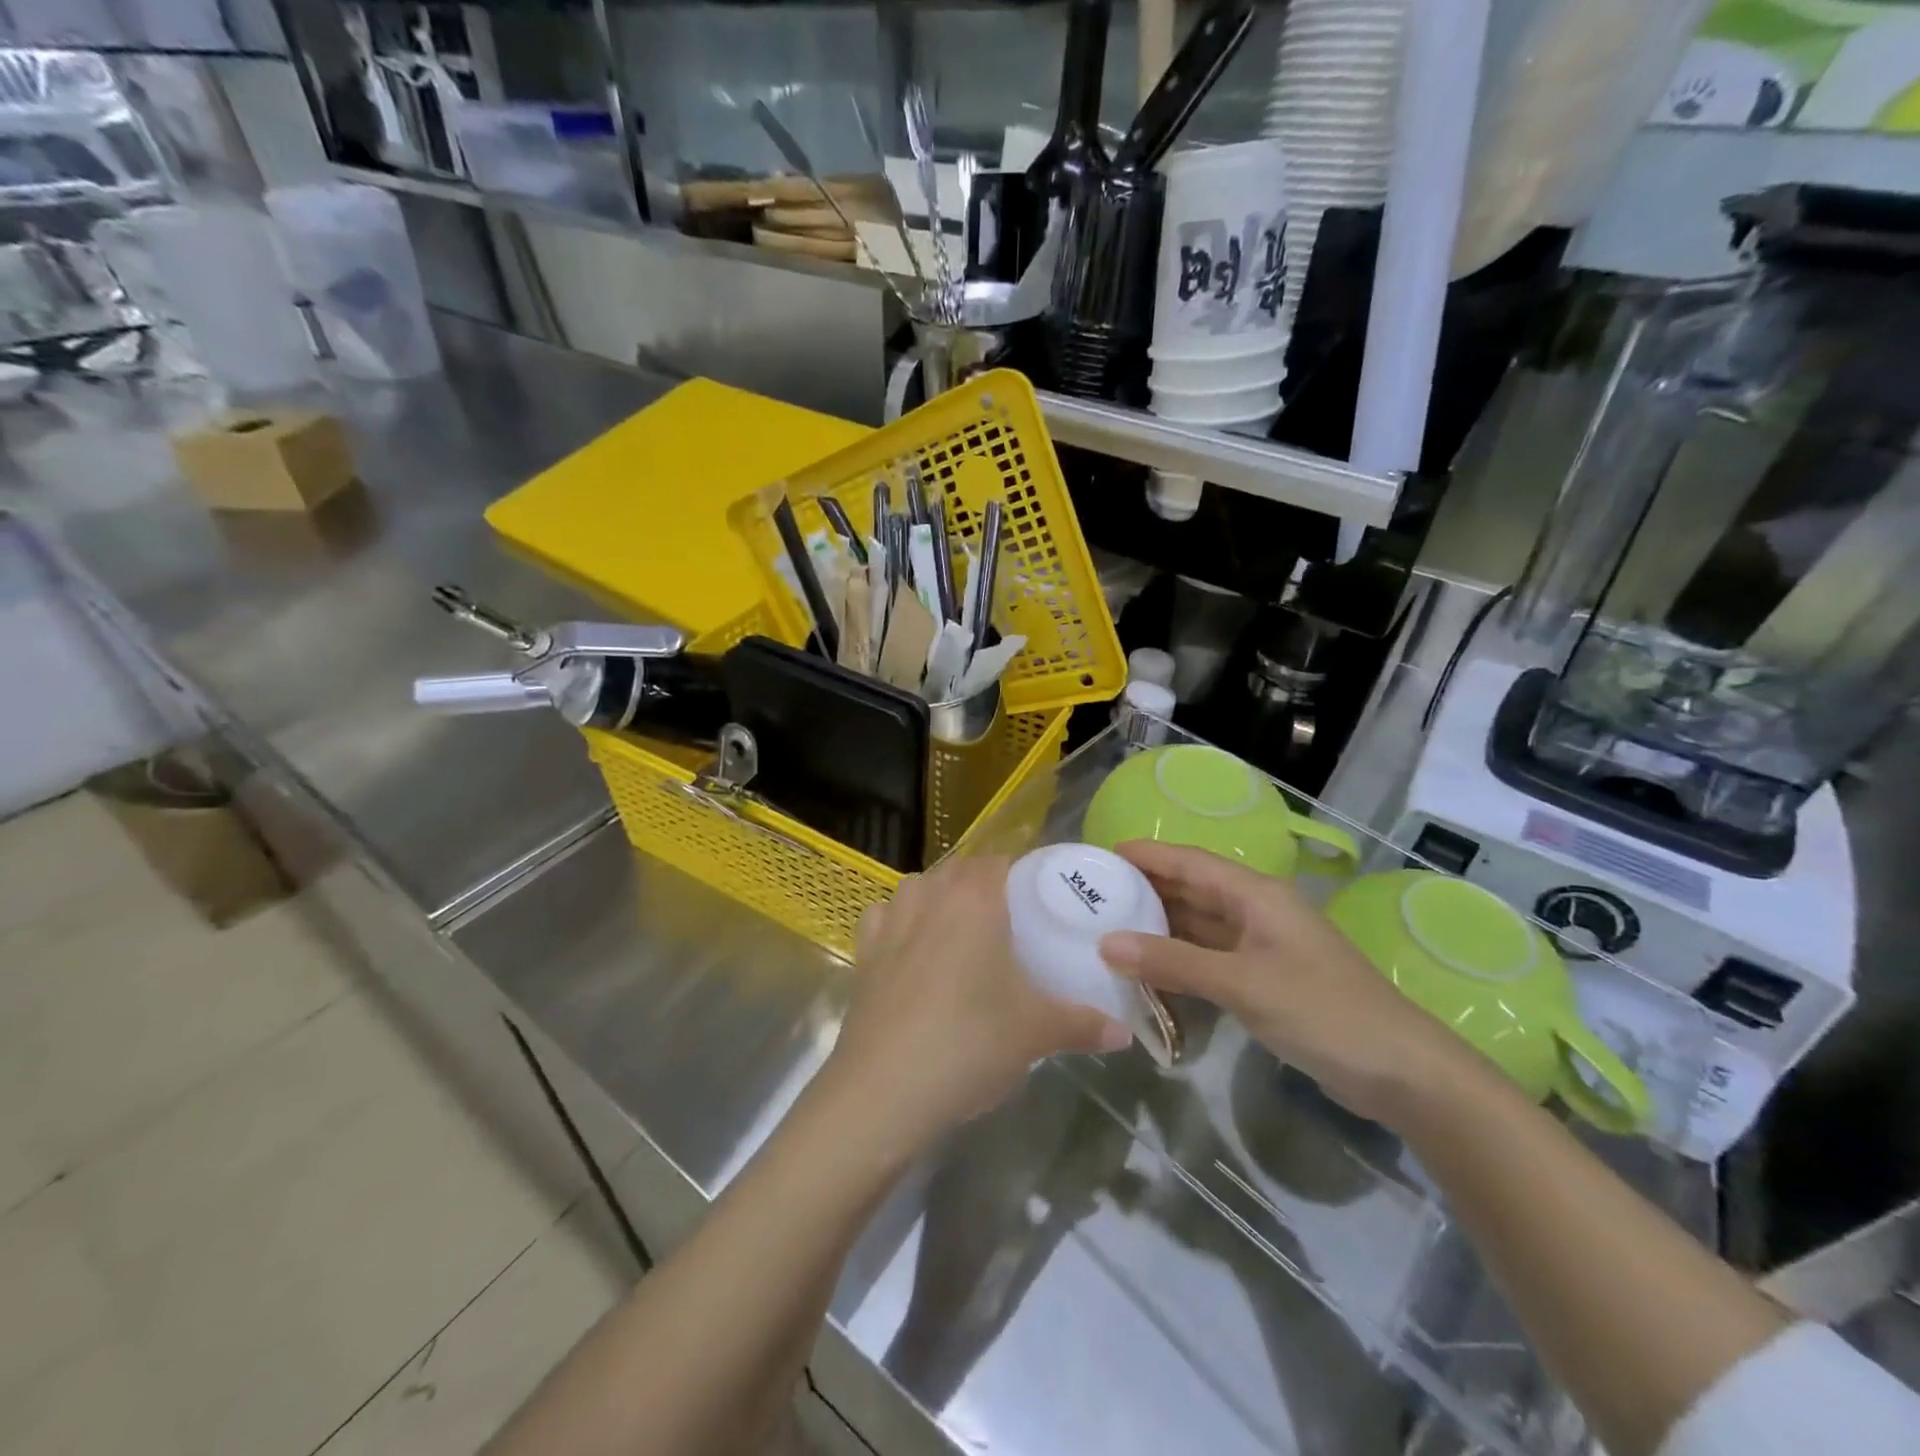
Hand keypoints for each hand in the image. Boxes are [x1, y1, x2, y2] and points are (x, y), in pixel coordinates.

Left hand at [825, 855, 1131, 1157]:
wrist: (884, 1089)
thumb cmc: (970, 1043)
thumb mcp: (1036, 1033)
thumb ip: (1084, 1024)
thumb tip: (1124, 1033)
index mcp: (975, 898)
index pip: (1000, 860)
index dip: (1021, 872)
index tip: (1040, 897)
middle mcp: (930, 894)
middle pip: (961, 869)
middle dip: (985, 886)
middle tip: (1011, 922)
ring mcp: (891, 918)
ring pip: (921, 886)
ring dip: (941, 897)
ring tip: (964, 933)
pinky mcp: (864, 949)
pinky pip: (886, 915)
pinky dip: (901, 921)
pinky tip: (912, 948)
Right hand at [1098, 842, 1488, 1126]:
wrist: (1400, 1070)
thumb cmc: (1322, 1011)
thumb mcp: (1241, 983)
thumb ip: (1173, 962)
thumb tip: (1106, 943)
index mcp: (1255, 895)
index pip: (1189, 862)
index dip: (1146, 856)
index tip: (1100, 857)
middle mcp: (1256, 912)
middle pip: (1191, 891)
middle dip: (1145, 891)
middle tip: (1093, 897)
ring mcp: (1261, 947)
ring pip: (1199, 926)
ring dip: (1159, 929)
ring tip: (1108, 931)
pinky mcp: (1264, 979)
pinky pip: (1210, 959)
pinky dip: (1179, 962)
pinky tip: (1149, 973)